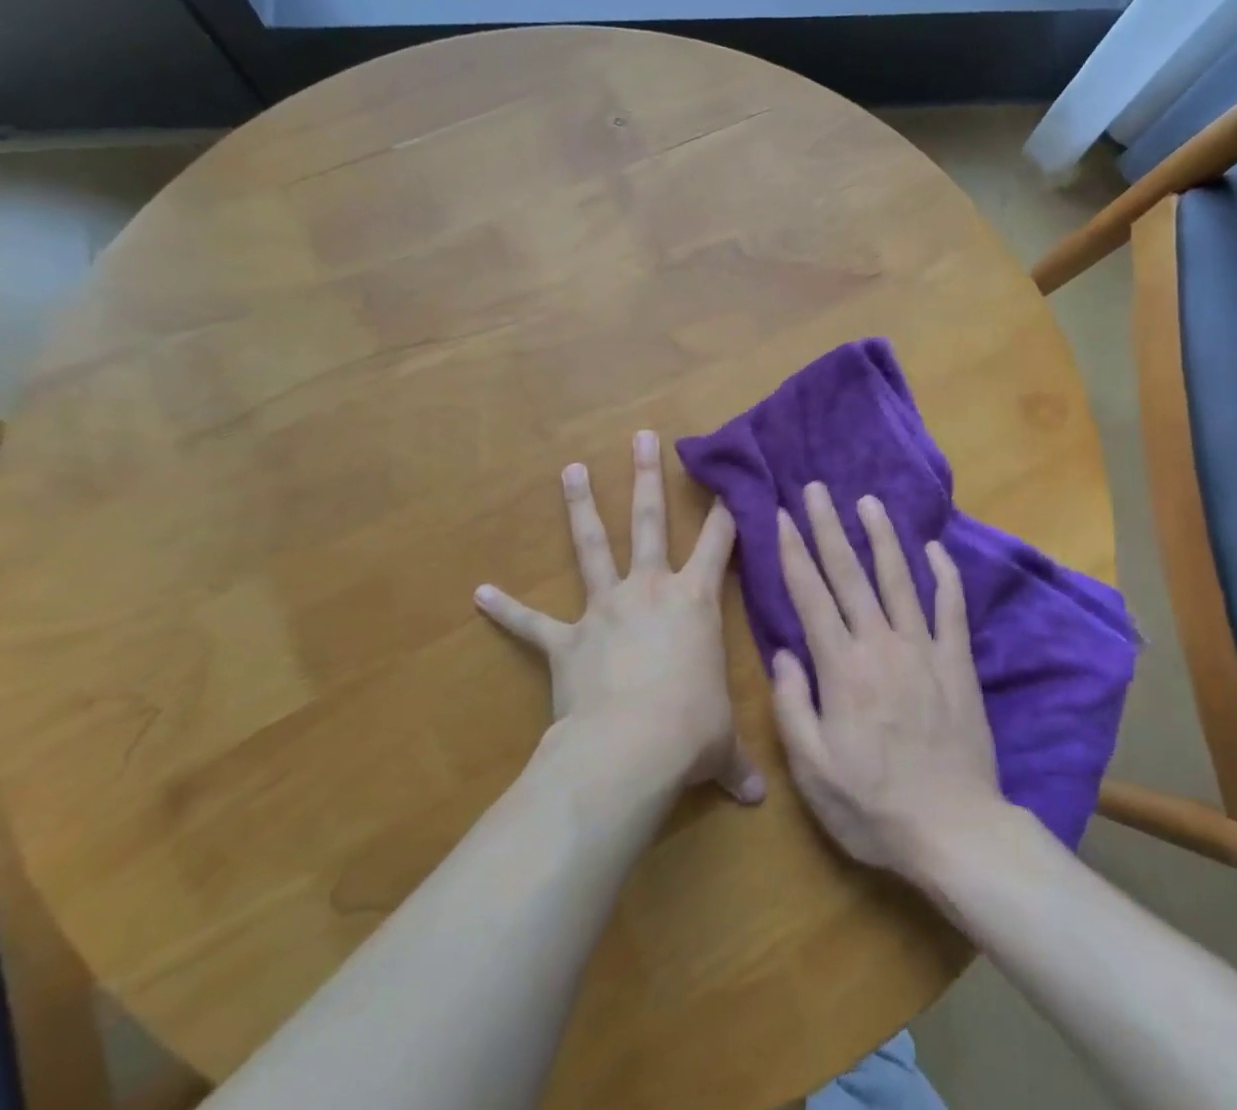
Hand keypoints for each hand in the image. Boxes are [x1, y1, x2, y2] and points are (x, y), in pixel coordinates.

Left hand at [475, 431, 764, 804]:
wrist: (629, 749)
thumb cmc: (689, 732)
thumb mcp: (720, 744)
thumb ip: (735, 764)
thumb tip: (756, 802)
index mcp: (694, 601)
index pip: (719, 543)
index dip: (726, 509)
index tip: (728, 477)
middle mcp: (649, 590)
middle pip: (648, 520)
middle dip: (647, 476)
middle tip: (642, 436)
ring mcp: (604, 608)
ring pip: (592, 545)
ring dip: (581, 506)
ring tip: (569, 470)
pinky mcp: (566, 639)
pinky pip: (532, 623)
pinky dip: (507, 609)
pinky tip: (480, 593)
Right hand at [770, 483, 1003, 875]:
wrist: (956, 832)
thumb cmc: (873, 806)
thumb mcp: (813, 769)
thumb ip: (792, 706)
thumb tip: (784, 653)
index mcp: (842, 668)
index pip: (811, 596)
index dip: (794, 552)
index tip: (782, 515)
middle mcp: (881, 645)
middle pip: (850, 574)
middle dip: (829, 527)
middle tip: (816, 488)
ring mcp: (924, 650)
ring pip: (899, 580)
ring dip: (882, 537)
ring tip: (868, 501)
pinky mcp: (958, 664)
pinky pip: (951, 609)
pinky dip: (945, 575)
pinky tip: (935, 548)